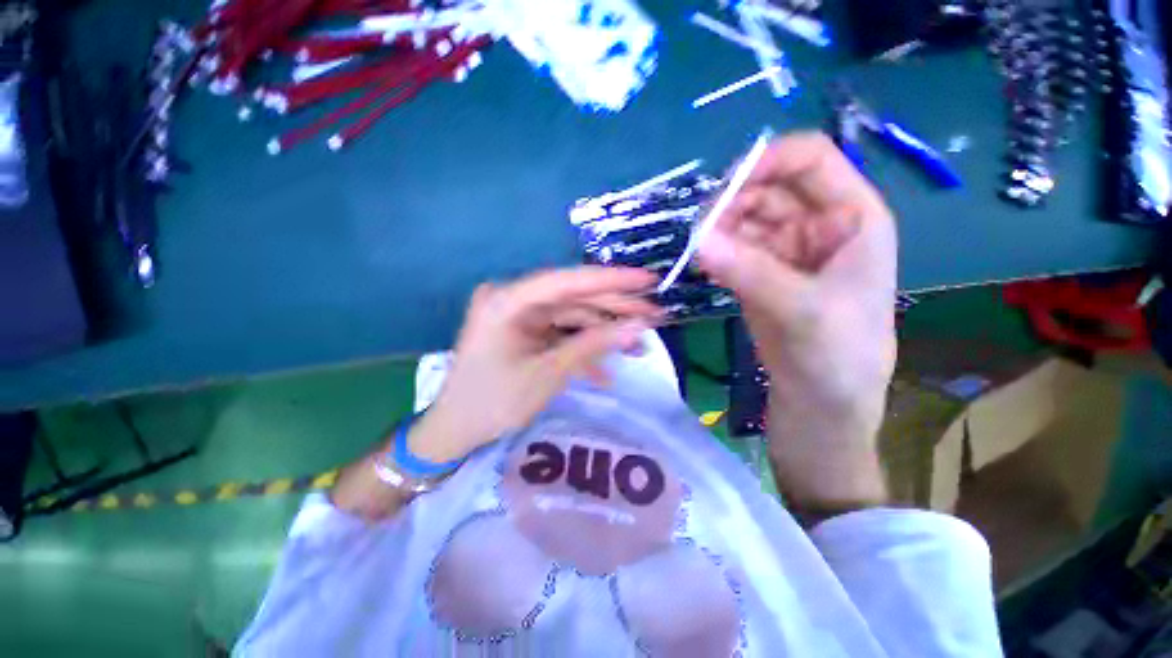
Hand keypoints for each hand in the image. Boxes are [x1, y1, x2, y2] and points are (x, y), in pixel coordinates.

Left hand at [409, 267, 661, 463]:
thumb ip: (593, 346)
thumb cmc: (494, 403)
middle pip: (574, 298)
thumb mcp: (548, 374)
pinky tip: (606, 371)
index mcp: (509, 300)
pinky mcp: (525, 331)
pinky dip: (583, 349)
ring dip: (603, 332)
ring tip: (639, 345)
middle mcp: (514, 299)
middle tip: (655, 314)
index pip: (569, 281)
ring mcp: (519, 315)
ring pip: (572, 316)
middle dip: (614, 308)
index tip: (648, 281)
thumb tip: (638, 327)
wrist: (455, 430)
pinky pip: (560, 333)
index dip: (612, 280)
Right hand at [697, 132, 896, 509]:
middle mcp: (819, 224)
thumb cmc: (836, 355)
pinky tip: (706, 267)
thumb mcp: (802, 310)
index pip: (810, 159)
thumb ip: (750, 272)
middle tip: (700, 231)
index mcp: (852, 217)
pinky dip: (717, 251)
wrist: (822, 401)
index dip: (767, 161)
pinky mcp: (763, 272)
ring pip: (746, 217)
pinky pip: (734, 247)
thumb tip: (698, 239)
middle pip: (769, 187)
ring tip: (700, 253)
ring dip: (720, 229)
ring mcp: (788, 249)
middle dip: (732, 202)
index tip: (722, 190)